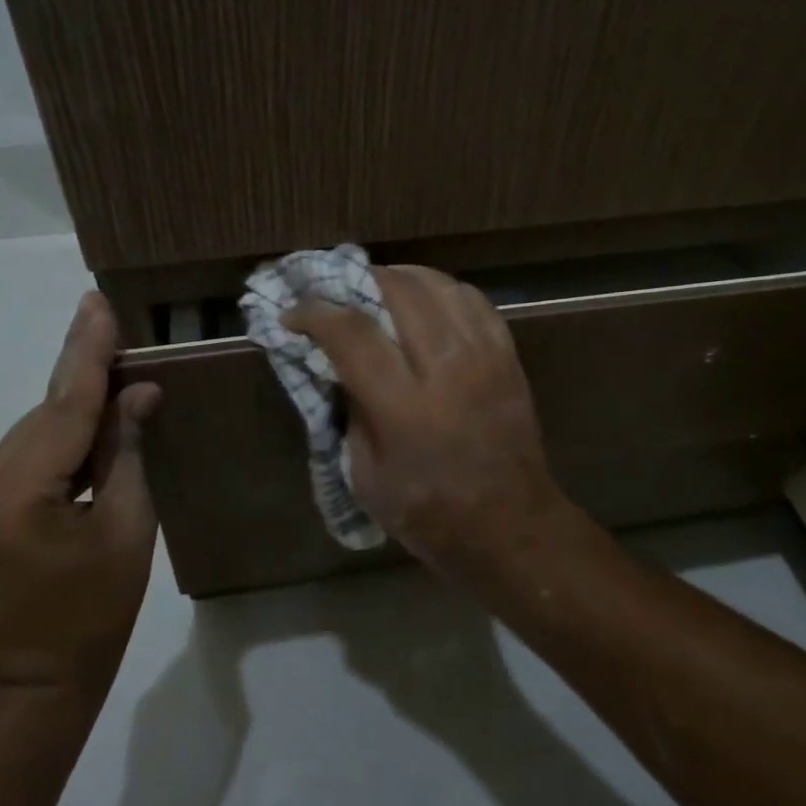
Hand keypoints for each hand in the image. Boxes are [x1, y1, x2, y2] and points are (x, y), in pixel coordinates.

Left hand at [0, 292, 161, 694]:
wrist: (34, 675)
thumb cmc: (95, 610)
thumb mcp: (127, 528)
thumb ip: (128, 453)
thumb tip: (140, 394)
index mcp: (16, 493)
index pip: (64, 408)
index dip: (88, 354)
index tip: (97, 304)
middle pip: (46, 414)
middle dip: (83, 371)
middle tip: (108, 318)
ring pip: (36, 430)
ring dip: (76, 404)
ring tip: (115, 367)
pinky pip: (28, 452)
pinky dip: (62, 434)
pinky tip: (93, 417)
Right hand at [283, 265, 572, 576]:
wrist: (512, 527)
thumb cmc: (430, 513)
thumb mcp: (366, 477)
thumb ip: (351, 413)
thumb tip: (340, 367)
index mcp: (404, 406)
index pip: (352, 333)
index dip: (315, 313)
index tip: (293, 314)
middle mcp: (446, 368)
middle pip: (398, 292)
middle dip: (358, 281)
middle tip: (336, 294)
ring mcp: (483, 356)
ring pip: (438, 286)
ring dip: (400, 278)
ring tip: (378, 290)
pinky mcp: (507, 356)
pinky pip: (473, 301)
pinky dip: (442, 292)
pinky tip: (426, 303)